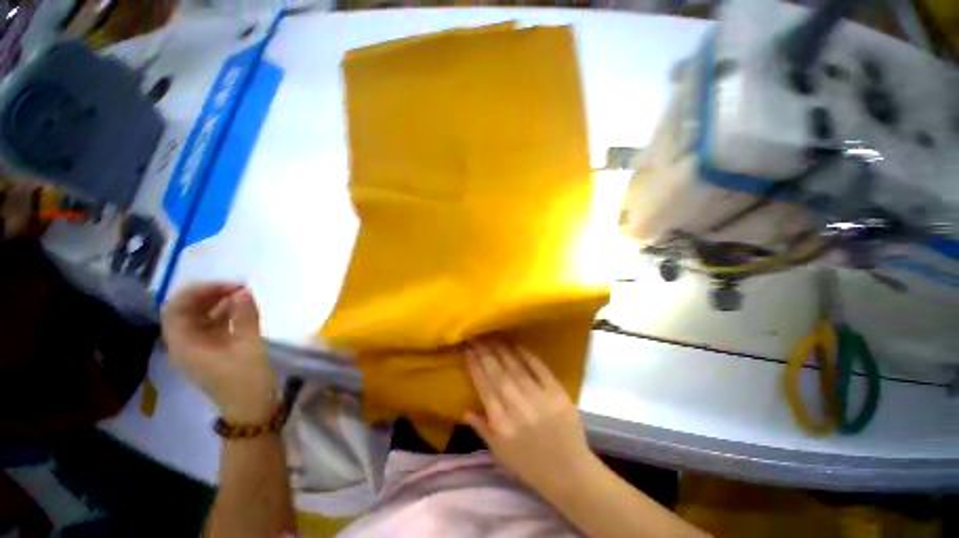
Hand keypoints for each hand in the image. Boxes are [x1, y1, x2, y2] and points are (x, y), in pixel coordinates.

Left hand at [162, 284, 277, 423]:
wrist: (251, 410)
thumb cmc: (248, 380)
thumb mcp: (250, 346)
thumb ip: (246, 317)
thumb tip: (244, 292)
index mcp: (184, 345)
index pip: (176, 308)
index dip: (199, 291)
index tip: (229, 285)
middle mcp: (184, 344)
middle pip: (186, 310)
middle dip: (210, 294)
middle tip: (238, 287)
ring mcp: (197, 348)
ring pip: (199, 317)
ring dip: (218, 303)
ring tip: (243, 294)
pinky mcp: (211, 351)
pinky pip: (211, 325)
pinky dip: (225, 313)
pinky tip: (242, 308)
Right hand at [464, 339, 596, 495]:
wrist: (569, 473)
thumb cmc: (530, 465)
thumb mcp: (500, 453)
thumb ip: (482, 429)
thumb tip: (464, 409)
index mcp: (502, 423)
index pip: (485, 387)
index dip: (475, 366)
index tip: (468, 350)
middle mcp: (517, 408)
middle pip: (498, 374)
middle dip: (485, 352)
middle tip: (477, 335)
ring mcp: (539, 399)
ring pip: (516, 368)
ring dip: (502, 350)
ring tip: (492, 336)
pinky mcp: (557, 394)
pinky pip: (540, 370)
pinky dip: (529, 357)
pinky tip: (517, 346)